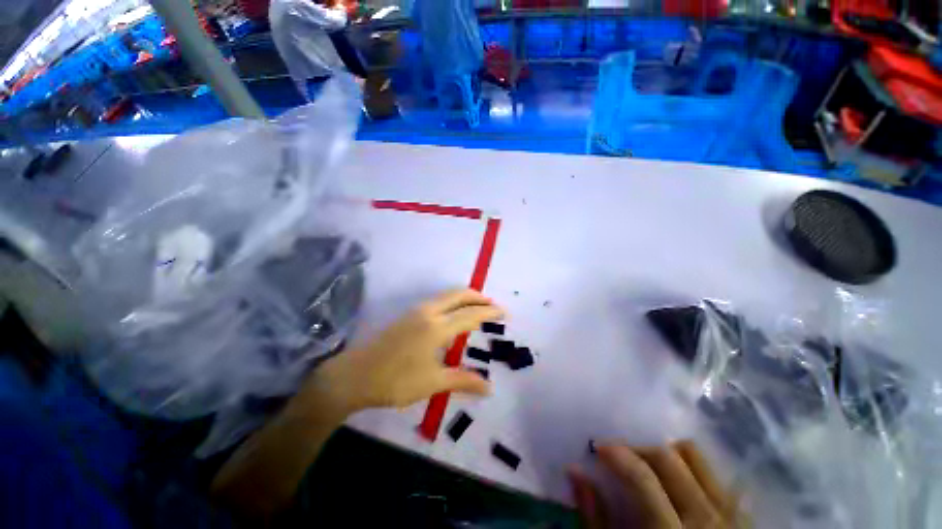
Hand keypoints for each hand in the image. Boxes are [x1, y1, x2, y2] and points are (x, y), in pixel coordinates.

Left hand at [307, 289, 502, 412]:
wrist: (354, 375)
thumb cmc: (395, 381)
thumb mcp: (432, 383)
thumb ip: (462, 380)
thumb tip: (489, 387)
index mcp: (437, 327)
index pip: (470, 314)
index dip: (489, 312)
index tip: (504, 312)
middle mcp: (429, 312)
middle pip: (459, 295)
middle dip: (478, 297)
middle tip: (493, 306)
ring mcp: (416, 311)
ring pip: (447, 295)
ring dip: (465, 298)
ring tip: (477, 309)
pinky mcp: (408, 314)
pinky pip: (438, 301)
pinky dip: (453, 302)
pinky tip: (454, 316)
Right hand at [568, 441, 740, 528]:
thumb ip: (595, 517)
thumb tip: (575, 471)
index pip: (643, 478)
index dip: (616, 454)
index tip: (596, 446)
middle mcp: (707, 518)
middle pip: (668, 458)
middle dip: (636, 447)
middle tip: (616, 452)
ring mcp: (730, 513)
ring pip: (694, 455)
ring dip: (663, 450)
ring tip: (644, 461)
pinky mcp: (740, 512)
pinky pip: (711, 471)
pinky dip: (686, 463)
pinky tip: (670, 475)